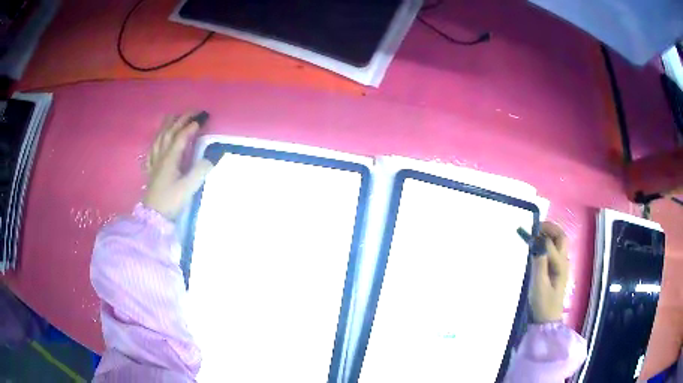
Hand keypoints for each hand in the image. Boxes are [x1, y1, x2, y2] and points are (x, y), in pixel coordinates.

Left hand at [143, 112, 212, 219]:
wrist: (153, 217)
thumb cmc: (171, 201)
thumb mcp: (188, 188)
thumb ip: (201, 170)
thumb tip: (214, 155)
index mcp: (170, 158)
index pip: (181, 136)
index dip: (191, 126)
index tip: (203, 118)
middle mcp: (161, 156)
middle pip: (169, 132)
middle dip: (181, 119)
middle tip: (193, 112)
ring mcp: (154, 163)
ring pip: (159, 138)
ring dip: (167, 125)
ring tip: (173, 117)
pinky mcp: (151, 171)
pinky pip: (152, 151)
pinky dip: (155, 142)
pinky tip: (156, 141)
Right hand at [529, 222, 568, 322]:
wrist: (546, 321)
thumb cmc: (542, 304)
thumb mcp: (539, 285)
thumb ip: (539, 263)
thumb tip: (537, 244)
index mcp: (560, 265)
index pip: (551, 244)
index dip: (539, 237)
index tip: (526, 233)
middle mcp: (563, 262)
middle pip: (561, 237)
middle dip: (549, 228)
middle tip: (535, 227)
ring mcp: (561, 266)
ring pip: (559, 243)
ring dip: (549, 234)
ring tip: (535, 234)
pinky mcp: (556, 270)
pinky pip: (554, 250)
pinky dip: (547, 243)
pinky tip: (538, 248)